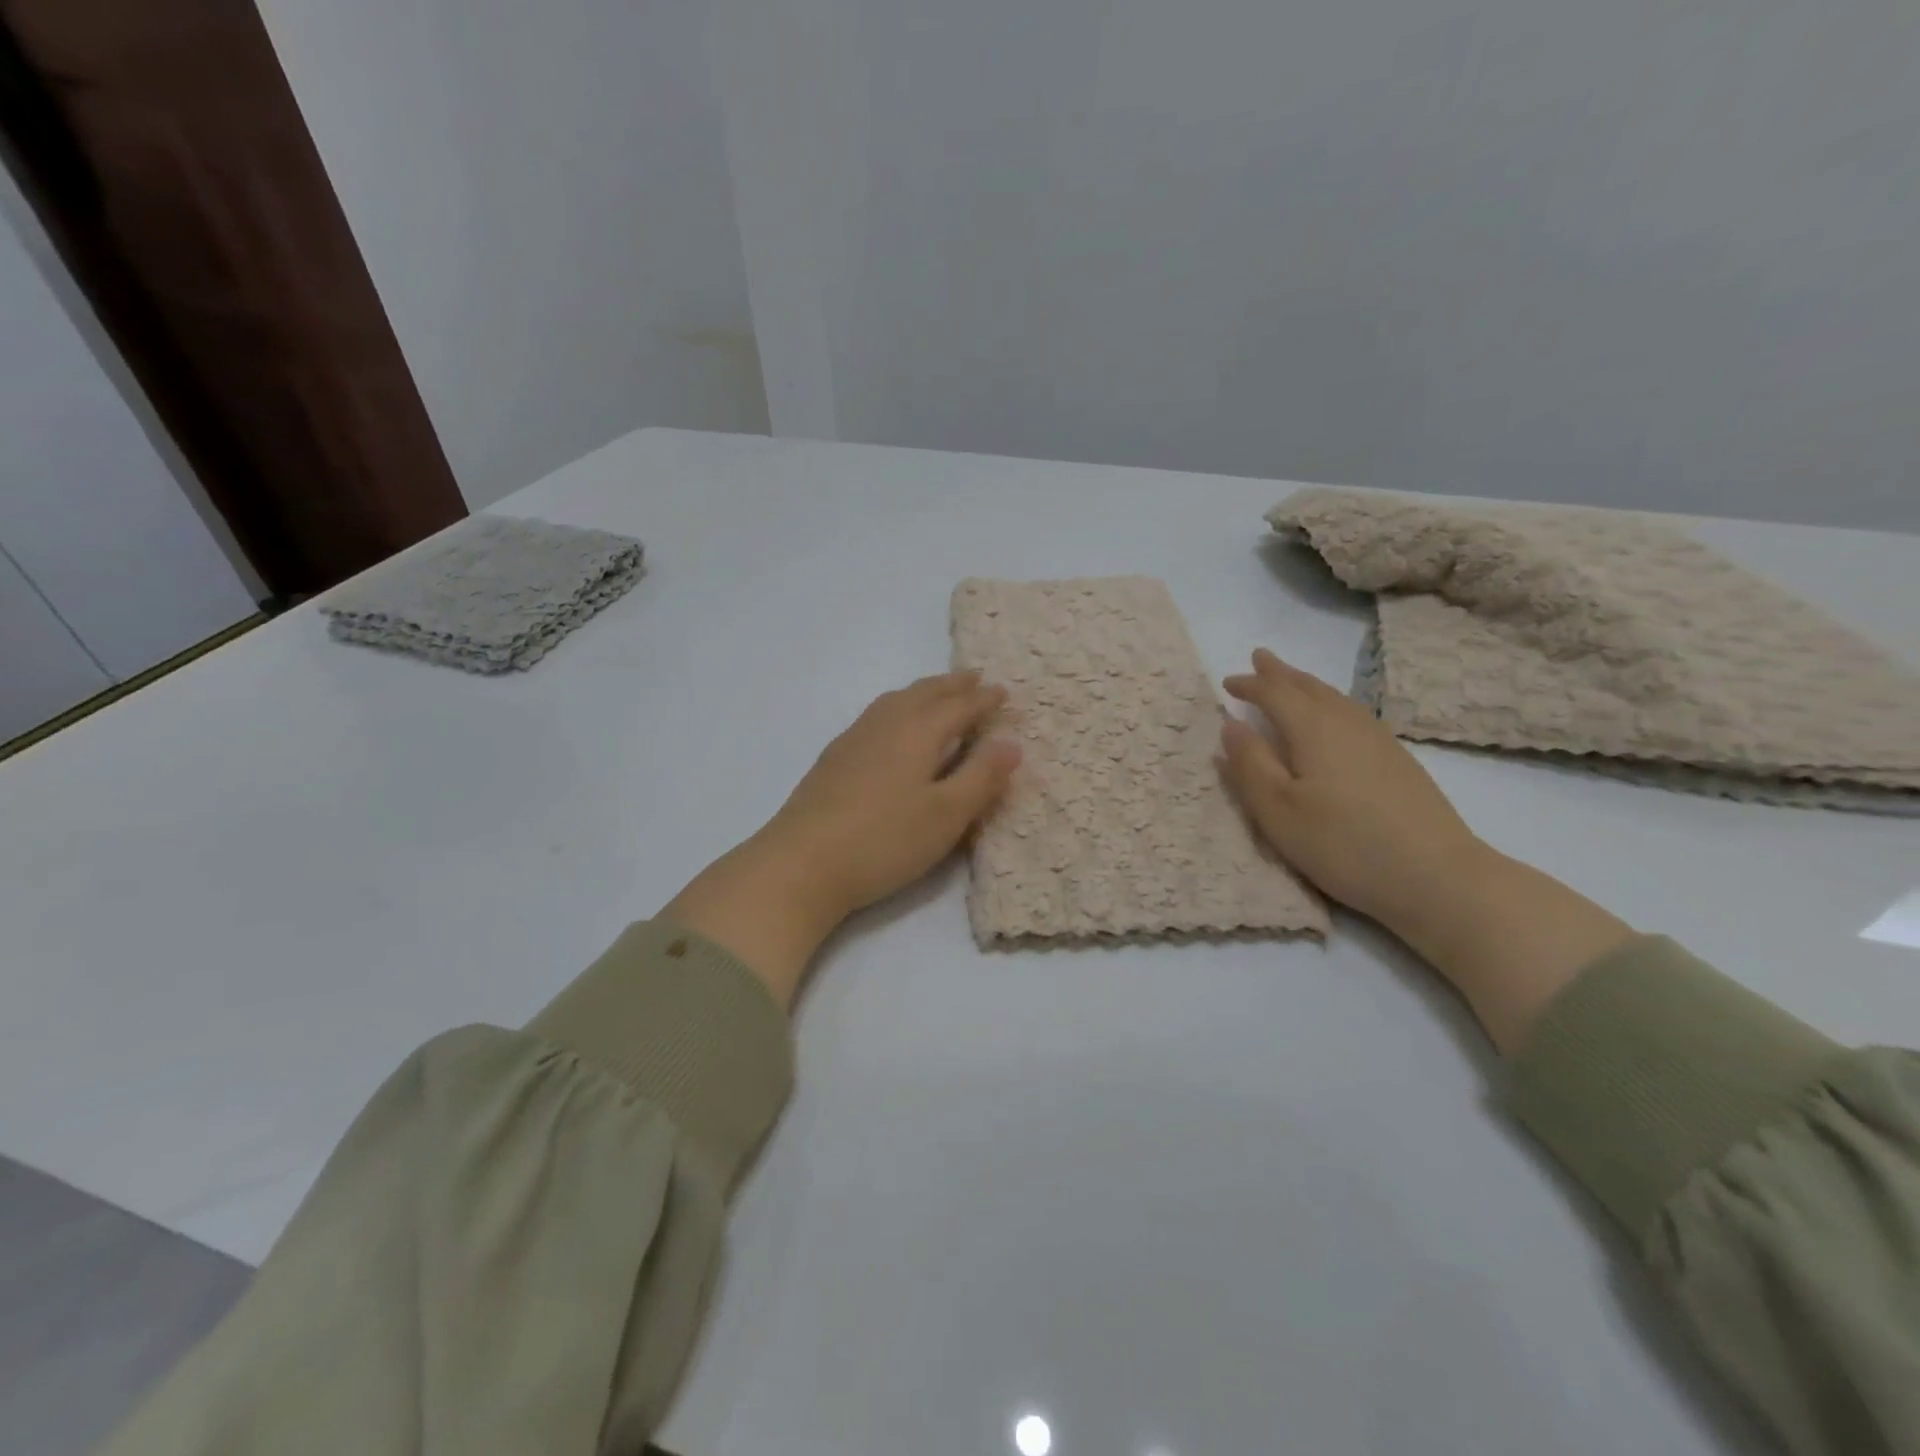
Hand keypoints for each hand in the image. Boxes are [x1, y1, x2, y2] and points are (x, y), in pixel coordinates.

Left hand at [664, 672, 1019, 1006]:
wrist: (801, 863)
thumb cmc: (884, 840)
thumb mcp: (946, 815)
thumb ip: (981, 777)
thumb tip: (1011, 743)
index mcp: (917, 733)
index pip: (958, 707)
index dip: (983, 699)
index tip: (1003, 691)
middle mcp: (885, 725)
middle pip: (923, 694)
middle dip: (951, 685)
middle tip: (973, 677)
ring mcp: (854, 740)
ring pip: (894, 701)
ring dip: (922, 692)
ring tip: (936, 693)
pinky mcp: (833, 759)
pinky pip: (876, 715)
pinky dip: (897, 707)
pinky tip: (891, 726)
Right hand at [1218, 648, 1633, 1052]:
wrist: (1436, 876)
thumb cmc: (1343, 844)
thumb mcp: (1278, 811)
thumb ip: (1249, 765)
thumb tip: (1231, 725)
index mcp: (1313, 730)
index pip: (1275, 694)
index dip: (1250, 685)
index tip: (1227, 683)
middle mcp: (1346, 724)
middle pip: (1309, 688)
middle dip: (1281, 674)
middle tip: (1260, 657)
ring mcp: (1378, 740)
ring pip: (1336, 699)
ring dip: (1308, 685)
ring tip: (1292, 680)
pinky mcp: (1398, 761)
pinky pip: (1354, 713)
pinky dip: (1332, 704)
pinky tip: (1336, 717)